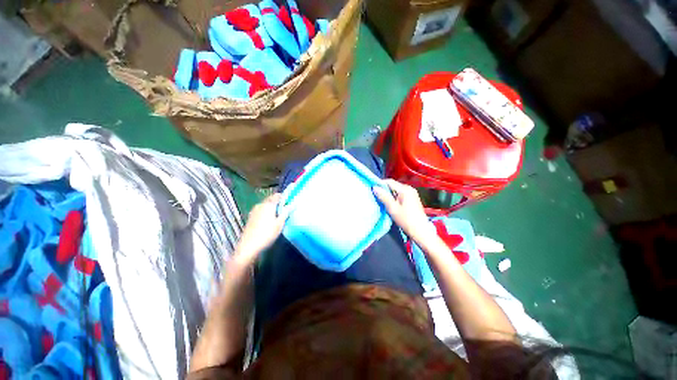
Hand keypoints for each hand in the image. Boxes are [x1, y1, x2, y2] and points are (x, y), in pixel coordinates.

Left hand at [235, 193, 286, 260]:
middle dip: (278, 202)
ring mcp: (254, 211)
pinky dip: (266, 212)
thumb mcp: (280, 223)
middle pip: (270, 200)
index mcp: (268, 205)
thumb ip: (286, 212)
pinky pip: (261, 211)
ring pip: (265, 205)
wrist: (248, 247)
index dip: (284, 197)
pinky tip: (270, 220)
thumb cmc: (267, 234)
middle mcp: (260, 205)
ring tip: (279, 215)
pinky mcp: (251, 218)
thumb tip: (293, 203)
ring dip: (272, 208)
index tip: (290, 201)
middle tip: (286, 209)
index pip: (277, 196)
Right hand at [373, 179, 432, 241]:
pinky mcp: (412, 198)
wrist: (421, 231)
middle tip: (376, 196)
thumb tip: (374, 187)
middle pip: (393, 185)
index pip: (390, 182)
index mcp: (405, 189)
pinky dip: (394, 197)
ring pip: (396, 190)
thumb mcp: (392, 208)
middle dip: (384, 190)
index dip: (380, 184)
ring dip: (389, 194)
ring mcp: (412, 193)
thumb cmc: (406, 220)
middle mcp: (409, 188)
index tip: (372, 189)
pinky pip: (400, 194)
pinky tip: (390, 204)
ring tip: (382, 200)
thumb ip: (383, 197)